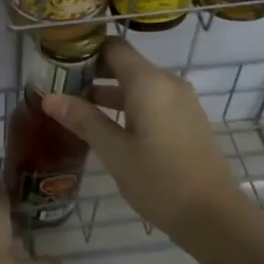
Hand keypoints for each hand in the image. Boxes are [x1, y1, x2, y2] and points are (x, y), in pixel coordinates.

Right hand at [40, 38, 242, 236]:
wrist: (213, 215)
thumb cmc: (159, 180)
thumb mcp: (114, 151)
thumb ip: (83, 119)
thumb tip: (49, 97)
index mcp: (149, 82)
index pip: (113, 47)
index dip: (84, 51)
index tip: (58, 65)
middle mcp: (168, 82)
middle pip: (125, 64)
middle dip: (92, 73)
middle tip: (60, 89)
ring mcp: (181, 101)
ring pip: (139, 84)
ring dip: (109, 92)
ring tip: (77, 110)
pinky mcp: (187, 119)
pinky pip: (152, 100)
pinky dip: (128, 105)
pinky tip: (109, 127)